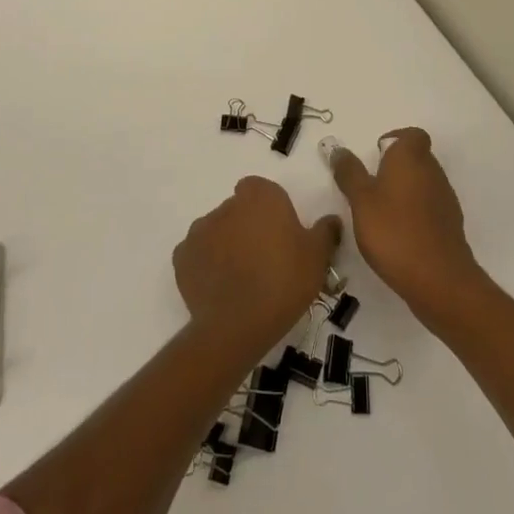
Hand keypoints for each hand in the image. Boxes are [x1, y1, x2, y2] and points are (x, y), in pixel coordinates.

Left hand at [173, 178, 340, 354]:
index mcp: (260, 196)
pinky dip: (206, 265)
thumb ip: (325, 232)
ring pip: (217, 231)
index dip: (269, 209)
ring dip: (226, 245)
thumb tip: (331, 220)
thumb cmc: (284, 281)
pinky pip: (197, 254)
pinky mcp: (181, 257)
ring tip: (242, 278)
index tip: (280, 233)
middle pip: (238, 209)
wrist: (238, 324)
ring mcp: (200, 229)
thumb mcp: (317, 257)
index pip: (260, 189)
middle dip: (248, 227)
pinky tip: (220, 288)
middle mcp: (227, 205)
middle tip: (265, 258)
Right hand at [327, 127, 484, 325]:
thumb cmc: (394, 231)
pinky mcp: (450, 225)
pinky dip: (415, 214)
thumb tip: (338, 149)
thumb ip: (349, 173)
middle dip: (394, 169)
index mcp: (411, 157)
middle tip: (369, 189)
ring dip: (404, 193)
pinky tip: (398, 236)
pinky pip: (429, 208)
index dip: (394, 141)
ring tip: (380, 216)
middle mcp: (433, 171)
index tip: (374, 159)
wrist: (439, 279)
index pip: (411, 135)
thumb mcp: (360, 200)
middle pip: (416, 158)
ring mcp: (445, 198)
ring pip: (423, 184)